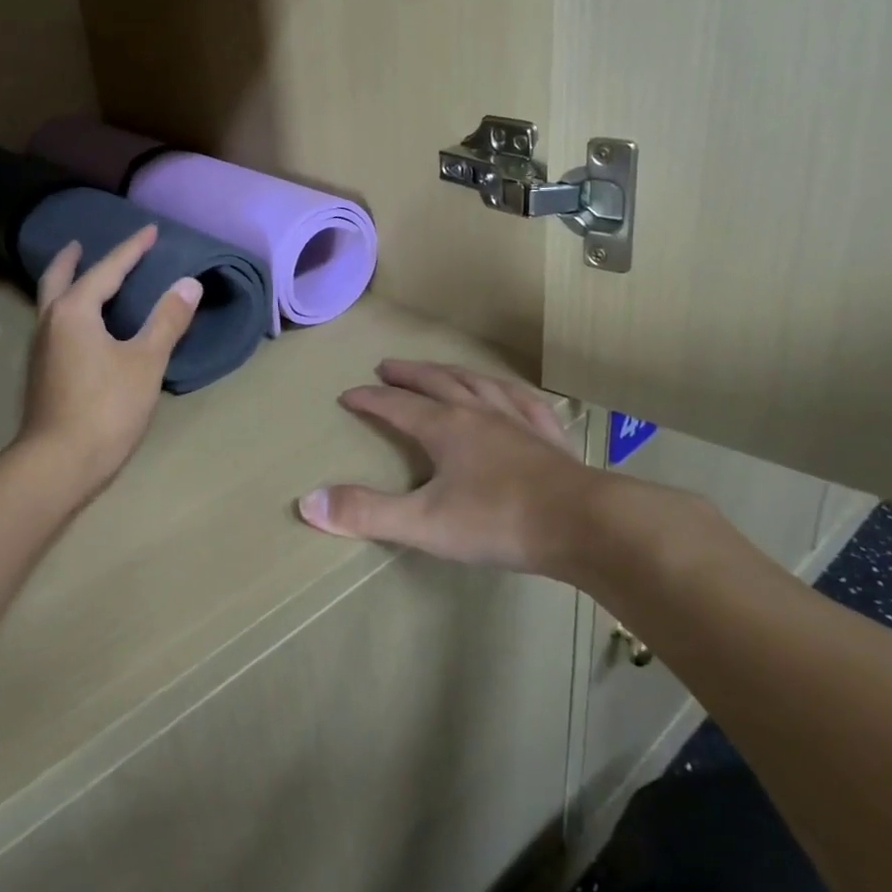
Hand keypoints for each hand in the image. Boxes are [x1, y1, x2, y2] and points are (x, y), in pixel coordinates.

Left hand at [18, 225, 201, 502]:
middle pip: (58, 279)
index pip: (107, 269)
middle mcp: (50, 322)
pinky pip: (54, 324)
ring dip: (65, 284)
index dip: (131, 249)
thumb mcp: (146, 362)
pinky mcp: (42, 373)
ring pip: (51, 303)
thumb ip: (167, 320)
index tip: (150, 230)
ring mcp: (41, 349)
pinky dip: (67, 309)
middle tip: (80, 243)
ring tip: (83, 278)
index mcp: (74, 312)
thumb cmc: (106, 408)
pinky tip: (83, 326)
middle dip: (70, 259)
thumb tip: (188, 283)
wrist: (58, 464)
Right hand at [296, 360, 599, 577]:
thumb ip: (366, 512)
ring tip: (440, 369)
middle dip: (409, 374)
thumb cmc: (498, 521)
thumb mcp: (424, 523)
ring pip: (478, 383)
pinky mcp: (548, 437)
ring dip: (453, 372)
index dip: (370, 399)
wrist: (584, 525)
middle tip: (387, 366)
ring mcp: (517, 421)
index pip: (397, 405)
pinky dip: (507, 392)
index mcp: (445, 427)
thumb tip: (308, 501)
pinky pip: (524, 402)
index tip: (348, 394)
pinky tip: (509, 394)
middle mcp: (478, 413)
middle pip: (437, 382)